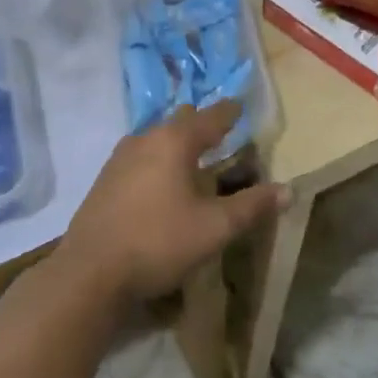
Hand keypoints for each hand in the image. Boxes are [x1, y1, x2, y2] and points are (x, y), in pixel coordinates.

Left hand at [59, 100, 288, 304]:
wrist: (90, 272)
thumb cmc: (159, 242)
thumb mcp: (214, 228)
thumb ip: (251, 206)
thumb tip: (287, 190)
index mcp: (175, 141)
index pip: (210, 116)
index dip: (229, 112)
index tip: (240, 106)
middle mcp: (145, 139)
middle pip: (179, 121)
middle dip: (200, 123)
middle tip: (219, 132)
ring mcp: (120, 158)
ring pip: (156, 137)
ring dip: (176, 142)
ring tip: (191, 155)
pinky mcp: (105, 179)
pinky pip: (139, 156)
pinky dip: (157, 159)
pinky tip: (160, 180)